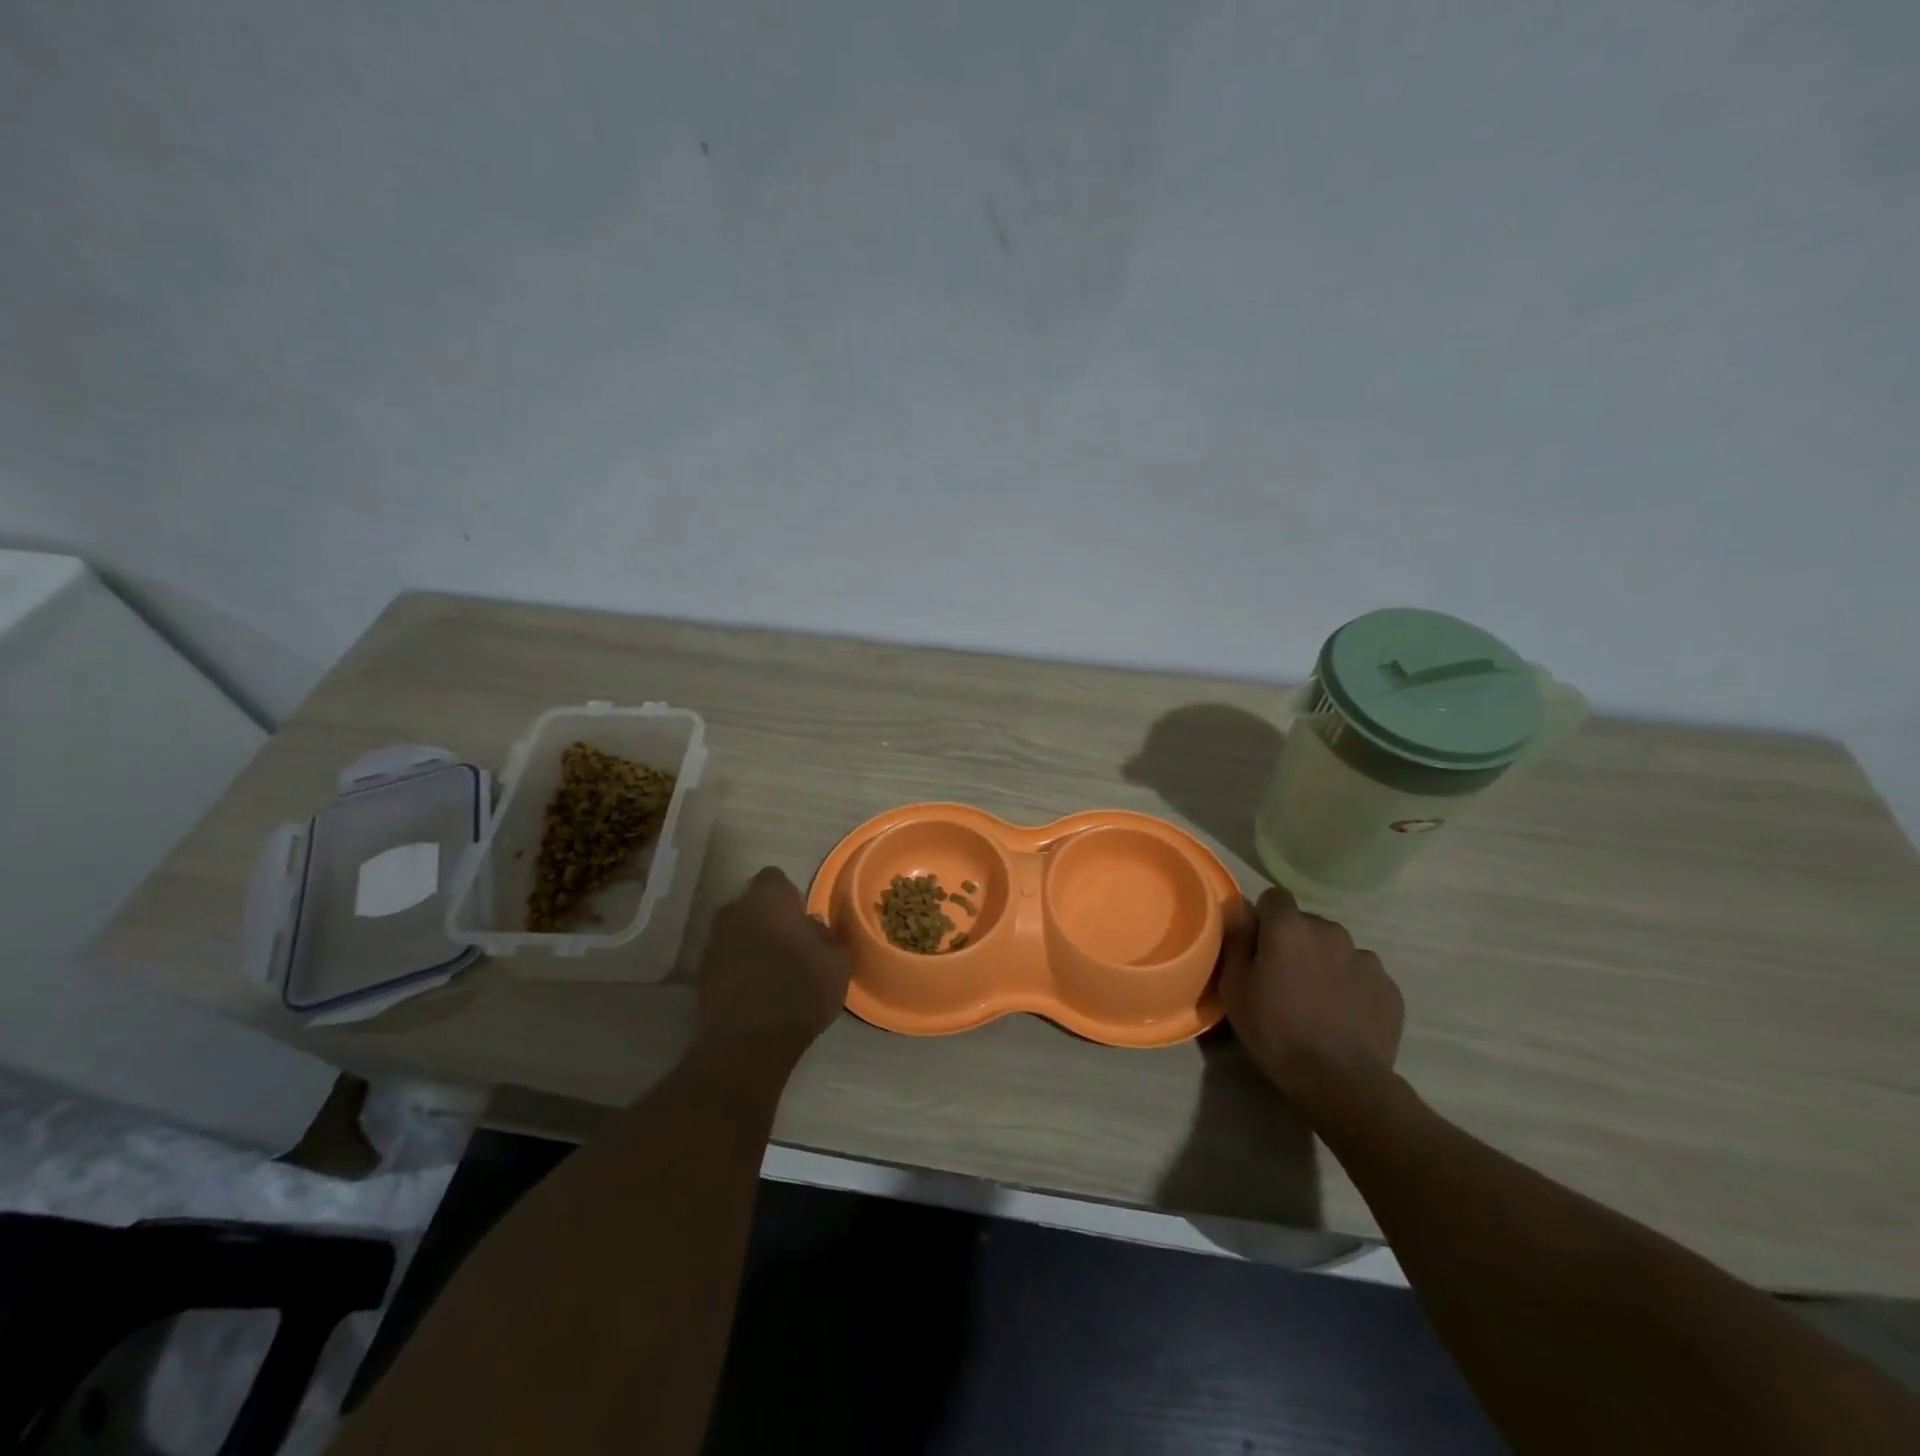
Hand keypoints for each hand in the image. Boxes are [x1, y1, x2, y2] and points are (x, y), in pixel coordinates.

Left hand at [696, 867, 850, 1064]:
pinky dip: (739, 967)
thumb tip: (811, 927)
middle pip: (753, 905)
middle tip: (792, 945)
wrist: (747, 1044)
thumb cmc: (800, 992)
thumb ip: (825, 935)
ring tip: (774, 971)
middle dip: (770, 919)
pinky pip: (726, 958)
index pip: (775, 878)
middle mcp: (734, 911)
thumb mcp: (836, 962)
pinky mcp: (701, 973)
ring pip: (738, 931)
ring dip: (753, 943)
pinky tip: (756, 991)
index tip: (802, 919)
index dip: (790, 896)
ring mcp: (712, 942)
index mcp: (767, 899)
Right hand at [1222, 886, 1403, 1111]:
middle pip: (1307, 924)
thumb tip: (1239, 908)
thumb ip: (1237, 940)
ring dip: (1326, 963)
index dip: (1264, 918)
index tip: (1258, 946)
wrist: (1340, 1080)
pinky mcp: (1389, 987)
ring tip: (1318, 1001)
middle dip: (1296, 942)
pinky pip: (1362, 975)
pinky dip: (1352, 987)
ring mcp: (1365, 958)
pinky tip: (1343, 1017)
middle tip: (1285, 979)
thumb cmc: (1275, 1030)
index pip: (1274, 897)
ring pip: (1337, 949)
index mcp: (1290, 927)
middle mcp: (1330, 931)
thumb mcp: (1236, 987)